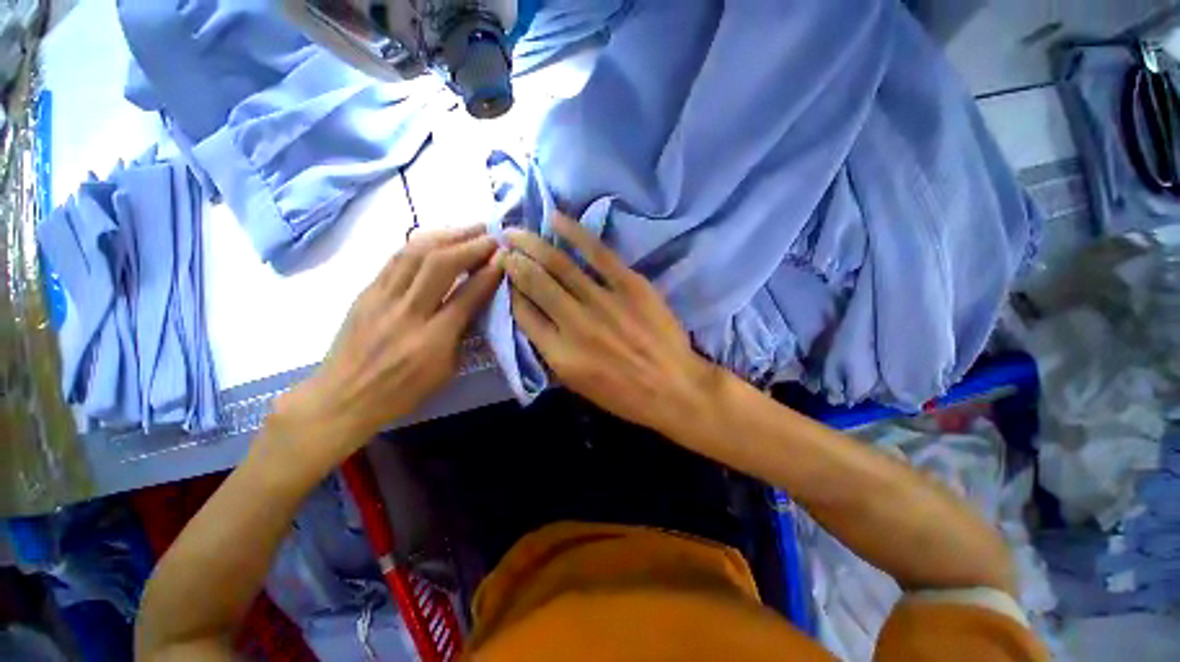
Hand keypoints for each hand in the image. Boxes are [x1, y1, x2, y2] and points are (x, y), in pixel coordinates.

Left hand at [276, 226, 502, 454]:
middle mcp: (407, 313)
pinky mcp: (366, 292)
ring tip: (469, 228)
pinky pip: (396, 259)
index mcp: (432, 340)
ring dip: (447, 235)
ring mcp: (381, 298)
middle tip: (491, 235)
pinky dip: (421, 243)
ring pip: (415, 253)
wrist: (342, 397)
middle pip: (440, 265)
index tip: (505, 257)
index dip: (490, 273)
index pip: (468, 296)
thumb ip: (462, 334)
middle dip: (470, 244)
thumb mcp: (445, 372)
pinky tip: (437, 238)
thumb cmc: (401, 392)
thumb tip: (476, 302)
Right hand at [503, 215, 720, 435]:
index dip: (510, 290)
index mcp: (559, 354)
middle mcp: (575, 324)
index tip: (505, 275)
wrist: (674, 388)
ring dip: (533, 243)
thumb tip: (534, 315)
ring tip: (516, 231)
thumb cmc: (624, 395)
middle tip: (503, 246)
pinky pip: (597, 252)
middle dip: (513, 261)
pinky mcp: (631, 285)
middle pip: (534, 283)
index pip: (522, 312)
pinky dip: (574, 232)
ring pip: (559, 264)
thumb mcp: (578, 385)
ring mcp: (604, 301)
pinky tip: (555, 219)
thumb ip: (551, 351)